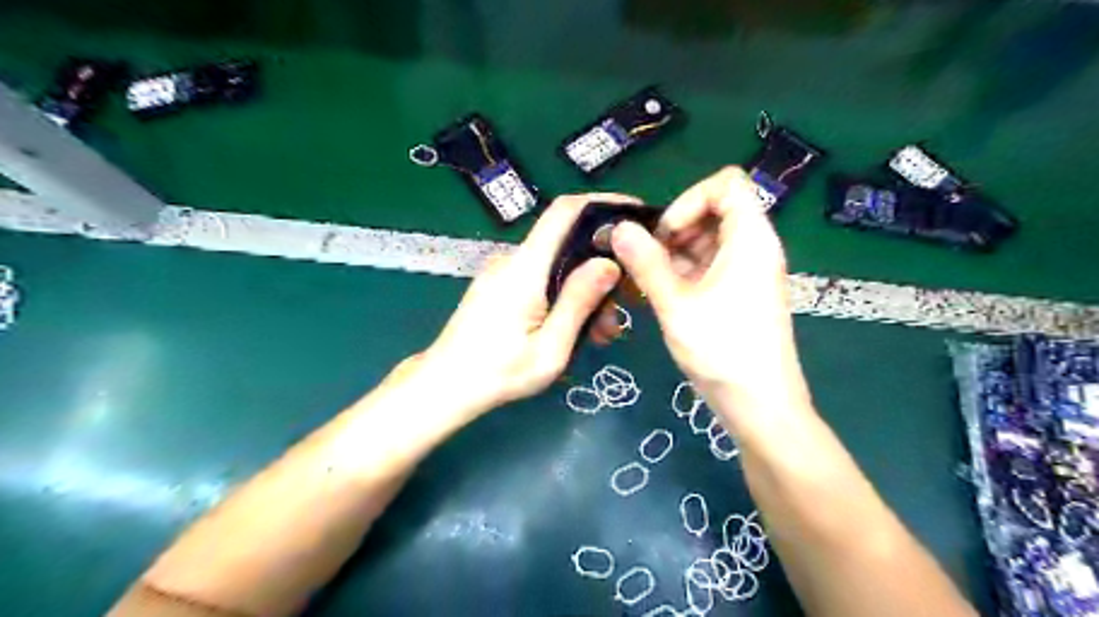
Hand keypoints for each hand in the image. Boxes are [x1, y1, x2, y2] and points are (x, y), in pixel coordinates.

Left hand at [414, 193, 635, 414]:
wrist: (445, 386)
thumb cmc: (498, 374)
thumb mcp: (550, 348)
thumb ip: (578, 302)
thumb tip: (609, 263)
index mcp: (525, 268)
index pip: (565, 212)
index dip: (603, 204)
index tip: (636, 215)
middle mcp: (513, 259)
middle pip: (567, 243)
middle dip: (601, 268)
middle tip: (623, 309)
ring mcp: (504, 272)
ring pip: (557, 266)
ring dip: (584, 290)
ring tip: (600, 333)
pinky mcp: (500, 286)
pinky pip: (541, 278)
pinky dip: (565, 296)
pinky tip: (574, 329)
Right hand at [610, 166, 814, 427]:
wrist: (761, 406)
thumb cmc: (723, 352)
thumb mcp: (676, 305)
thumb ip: (646, 262)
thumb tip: (618, 228)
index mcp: (750, 239)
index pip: (727, 184)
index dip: (690, 199)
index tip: (665, 234)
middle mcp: (754, 247)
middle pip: (715, 210)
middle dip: (676, 228)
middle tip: (649, 261)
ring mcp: (748, 271)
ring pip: (708, 239)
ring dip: (675, 253)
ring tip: (649, 281)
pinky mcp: (740, 292)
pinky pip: (710, 265)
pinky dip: (684, 271)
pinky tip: (661, 294)